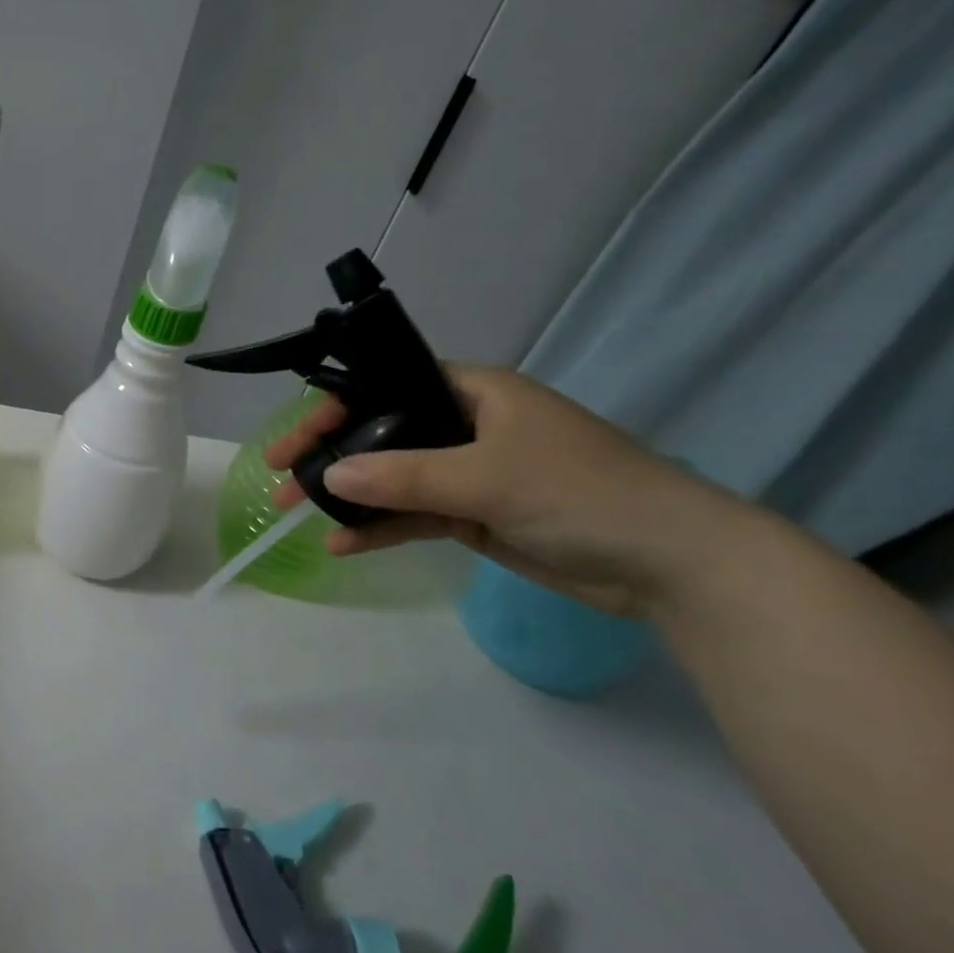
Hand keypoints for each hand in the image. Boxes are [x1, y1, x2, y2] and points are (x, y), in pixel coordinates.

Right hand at [264, 366, 750, 618]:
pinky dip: (379, 528)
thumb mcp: (488, 477)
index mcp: (473, 392)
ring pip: (392, 478)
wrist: (672, 565)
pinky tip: (342, 545)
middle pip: (381, 433)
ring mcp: (469, 472)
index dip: (334, 408)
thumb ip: (403, 476)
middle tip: (280, 480)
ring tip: (295, 515)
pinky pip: (413, 515)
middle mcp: (465, 425)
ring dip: (347, 497)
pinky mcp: (474, 514)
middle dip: (330, 457)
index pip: (386, 387)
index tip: (293, 442)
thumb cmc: (584, 493)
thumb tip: (328, 476)